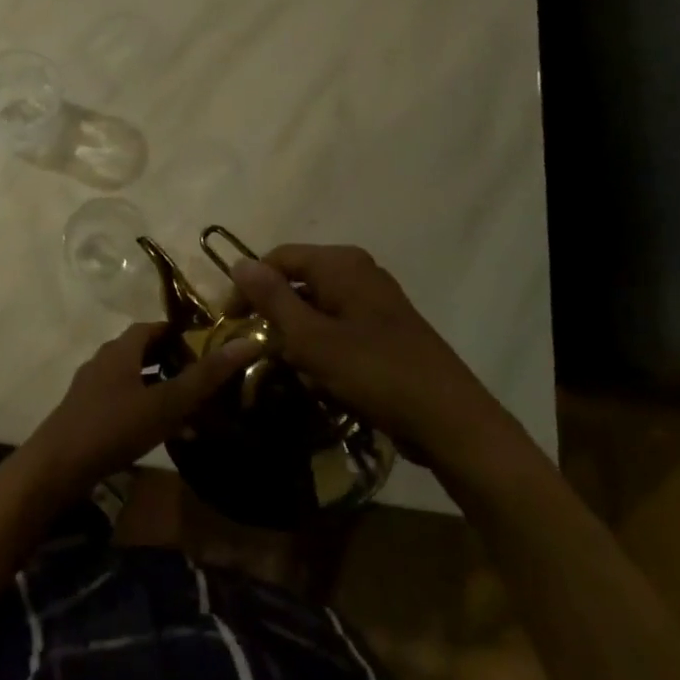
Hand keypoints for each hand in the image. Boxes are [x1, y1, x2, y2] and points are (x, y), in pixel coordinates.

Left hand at [25, 322, 257, 497]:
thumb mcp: (165, 403)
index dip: (179, 332)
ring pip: (133, 378)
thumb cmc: (113, 427)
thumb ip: (205, 376)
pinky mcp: (86, 414)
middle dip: (173, 360)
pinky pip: (123, 401)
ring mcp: (91, 388)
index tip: (208, 344)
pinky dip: (145, 408)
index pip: (152, 327)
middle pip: (142, 351)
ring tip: (191, 406)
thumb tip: (246, 343)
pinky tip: (163, 433)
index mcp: (119, 350)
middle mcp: (103, 361)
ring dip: (160, 386)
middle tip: (205, 375)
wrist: (56, 467)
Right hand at [228, 246, 524, 473]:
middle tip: (256, 349)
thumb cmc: (374, 373)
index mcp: (340, 263)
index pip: (277, 258)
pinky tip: (320, 377)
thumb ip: (272, 298)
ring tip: (288, 368)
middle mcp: (359, 271)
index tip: (230, 324)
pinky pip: (338, 325)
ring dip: (296, 334)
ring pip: (316, 306)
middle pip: (297, 280)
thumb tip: (238, 262)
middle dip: (273, 314)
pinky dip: (321, 345)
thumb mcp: (311, 338)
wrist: (450, 420)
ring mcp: (376, 299)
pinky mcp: (386, 327)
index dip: (248, 287)